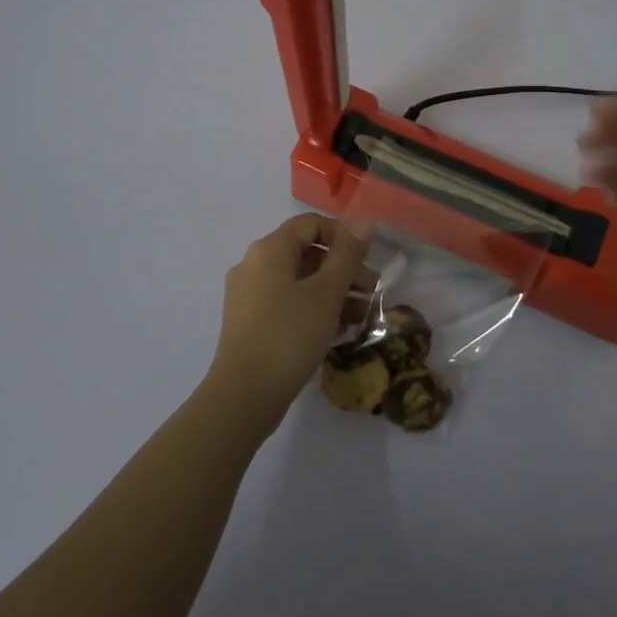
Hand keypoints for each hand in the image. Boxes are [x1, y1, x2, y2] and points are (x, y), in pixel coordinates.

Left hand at [207, 213, 371, 429]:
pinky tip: (339, 331)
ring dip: (334, 292)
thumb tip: (364, 220)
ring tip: (363, 316)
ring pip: (299, 281)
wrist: (244, 396)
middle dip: (344, 269)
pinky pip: (288, 303)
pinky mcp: (250, 323)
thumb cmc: (289, 335)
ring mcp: (249, 295)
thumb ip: (347, 255)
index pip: (311, 224)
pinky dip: (314, 309)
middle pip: (306, 253)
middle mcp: (254, 265)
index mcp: (269, 249)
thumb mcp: (327, 293)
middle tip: (373, 292)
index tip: (367, 261)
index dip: (343, 236)